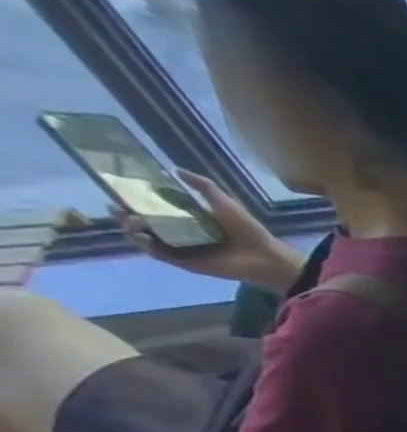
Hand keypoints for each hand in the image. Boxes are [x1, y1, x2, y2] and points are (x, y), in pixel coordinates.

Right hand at [120, 170, 303, 290]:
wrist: (265, 256)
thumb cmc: (248, 229)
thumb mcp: (224, 202)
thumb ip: (203, 186)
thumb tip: (176, 168)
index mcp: (191, 219)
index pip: (155, 209)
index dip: (135, 201)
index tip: (118, 192)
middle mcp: (183, 234)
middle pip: (146, 224)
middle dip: (127, 215)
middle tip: (116, 207)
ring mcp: (183, 249)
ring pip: (148, 239)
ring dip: (133, 230)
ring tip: (130, 220)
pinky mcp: (186, 263)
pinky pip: (161, 254)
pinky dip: (148, 246)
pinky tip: (142, 236)